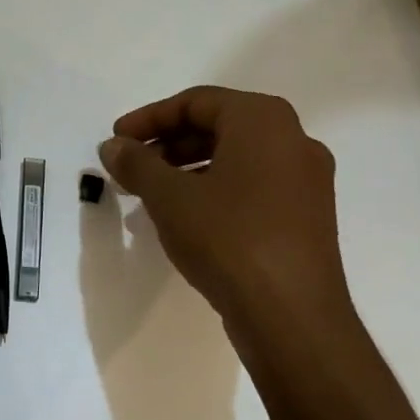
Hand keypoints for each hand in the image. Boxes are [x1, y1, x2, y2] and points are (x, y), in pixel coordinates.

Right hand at [99, 86, 358, 359]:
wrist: (292, 317)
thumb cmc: (228, 238)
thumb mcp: (169, 196)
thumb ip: (136, 163)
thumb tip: (113, 146)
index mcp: (264, 121)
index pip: (196, 102)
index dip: (149, 118)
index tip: (117, 140)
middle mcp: (293, 140)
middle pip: (217, 126)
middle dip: (167, 144)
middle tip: (130, 166)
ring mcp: (306, 181)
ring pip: (234, 158)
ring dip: (186, 169)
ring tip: (149, 194)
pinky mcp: (306, 217)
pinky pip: (252, 186)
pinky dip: (214, 190)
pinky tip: (185, 218)